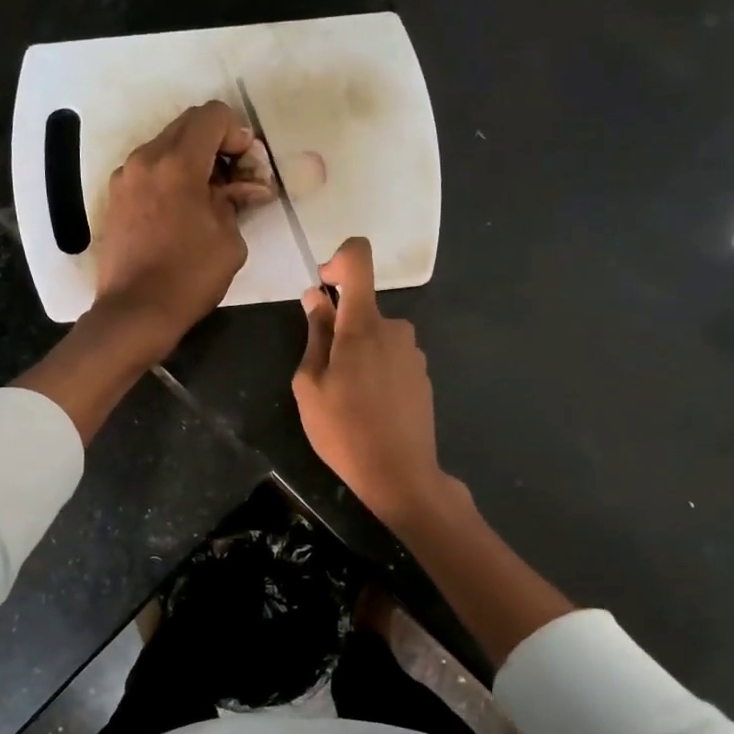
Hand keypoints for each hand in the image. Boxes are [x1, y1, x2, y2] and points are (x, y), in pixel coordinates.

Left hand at [95, 100, 272, 354]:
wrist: (135, 312)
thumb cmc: (189, 277)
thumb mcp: (229, 241)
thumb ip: (235, 202)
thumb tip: (243, 188)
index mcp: (178, 163)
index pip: (212, 116)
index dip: (237, 133)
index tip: (246, 165)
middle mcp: (146, 159)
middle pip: (187, 125)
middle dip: (216, 143)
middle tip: (234, 178)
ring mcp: (125, 178)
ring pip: (165, 146)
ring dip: (191, 160)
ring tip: (208, 197)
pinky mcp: (115, 198)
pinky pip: (149, 171)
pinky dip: (170, 177)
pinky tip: (182, 211)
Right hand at [293, 237, 463, 527]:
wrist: (399, 474)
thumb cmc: (343, 431)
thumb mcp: (310, 385)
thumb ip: (315, 335)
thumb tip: (317, 298)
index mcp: (363, 325)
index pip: (359, 259)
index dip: (338, 260)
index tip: (323, 286)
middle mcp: (395, 329)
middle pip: (363, 309)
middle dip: (340, 329)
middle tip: (324, 375)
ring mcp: (413, 353)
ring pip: (376, 337)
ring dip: (358, 354)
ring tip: (347, 399)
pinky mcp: (422, 375)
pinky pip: (392, 358)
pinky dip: (376, 371)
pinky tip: (370, 409)